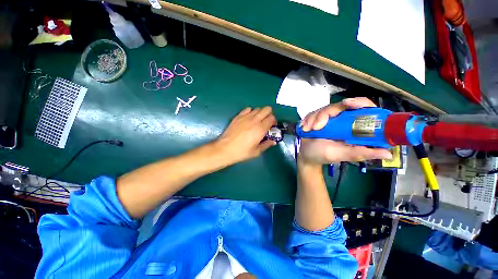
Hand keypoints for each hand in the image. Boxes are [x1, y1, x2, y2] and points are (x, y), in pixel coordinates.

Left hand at [215, 107, 276, 163]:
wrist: (225, 149)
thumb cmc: (242, 152)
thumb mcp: (256, 152)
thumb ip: (266, 145)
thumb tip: (273, 141)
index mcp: (261, 129)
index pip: (272, 118)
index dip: (273, 121)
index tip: (271, 126)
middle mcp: (255, 120)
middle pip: (266, 109)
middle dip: (269, 114)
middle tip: (266, 122)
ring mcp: (245, 117)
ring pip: (257, 108)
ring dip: (260, 113)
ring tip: (257, 121)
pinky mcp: (238, 116)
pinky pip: (247, 109)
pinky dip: (250, 112)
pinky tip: (248, 118)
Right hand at [298, 97, 392, 164]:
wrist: (305, 155)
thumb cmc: (323, 156)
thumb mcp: (341, 155)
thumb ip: (360, 153)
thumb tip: (388, 153)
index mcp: (354, 128)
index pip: (363, 109)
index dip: (359, 103)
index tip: (347, 103)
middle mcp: (343, 120)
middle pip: (339, 105)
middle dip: (325, 114)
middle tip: (316, 127)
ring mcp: (329, 118)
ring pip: (324, 109)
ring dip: (313, 119)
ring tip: (308, 130)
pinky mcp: (317, 118)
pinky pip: (313, 113)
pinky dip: (308, 119)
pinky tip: (305, 128)